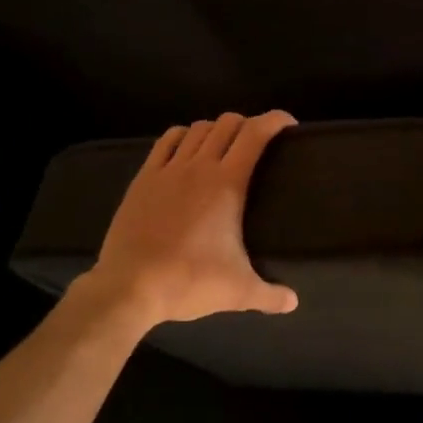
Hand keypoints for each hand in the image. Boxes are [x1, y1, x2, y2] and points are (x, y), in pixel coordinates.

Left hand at [86, 111, 299, 326]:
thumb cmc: (189, 282)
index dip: (275, 120)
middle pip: (228, 123)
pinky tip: (186, 148)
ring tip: (223, 145)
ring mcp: (169, 169)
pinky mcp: (144, 178)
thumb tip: (293, 302)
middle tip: (257, 141)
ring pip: (198, 128)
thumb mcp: (238, 292)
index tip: (289, 124)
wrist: (129, 288)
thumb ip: (270, 295)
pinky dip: (183, 136)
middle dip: (247, 124)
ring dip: (216, 129)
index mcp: (227, 183)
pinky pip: (167, 141)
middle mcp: (200, 166)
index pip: (255, 134)